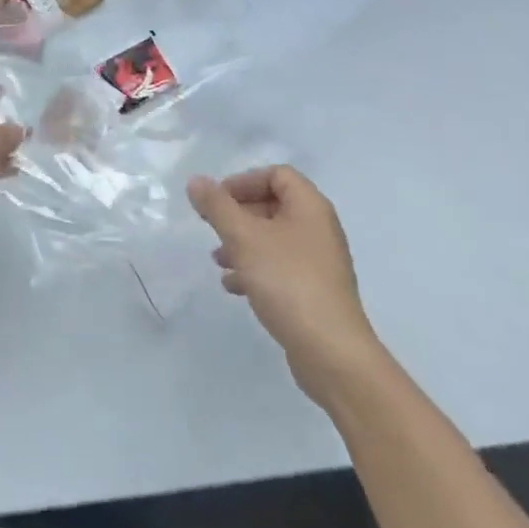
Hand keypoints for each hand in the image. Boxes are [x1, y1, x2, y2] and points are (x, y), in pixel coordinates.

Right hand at [188, 167, 379, 402]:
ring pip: (273, 238)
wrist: (332, 352)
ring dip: (242, 243)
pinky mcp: (313, 291)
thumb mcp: (244, 238)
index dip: (244, 181)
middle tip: (211, 227)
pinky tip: (234, 287)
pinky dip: (255, 269)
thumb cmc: (287, 282)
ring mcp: (318, 262)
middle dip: (239, 214)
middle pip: (274, 205)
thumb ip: (218, 207)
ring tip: (218, 261)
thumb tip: (196, 181)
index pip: (277, 175)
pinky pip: (279, 267)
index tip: (218, 200)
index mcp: (310, 207)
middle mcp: (318, 228)